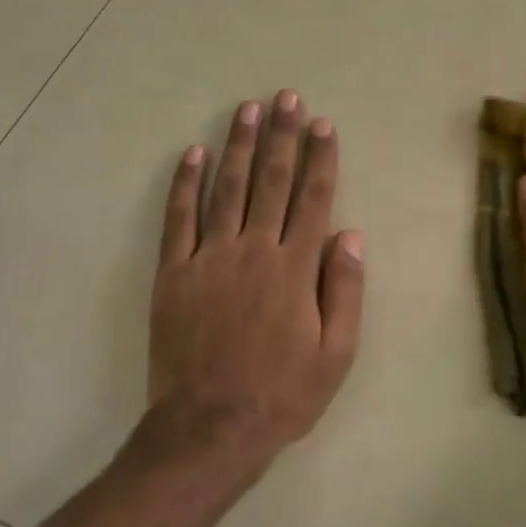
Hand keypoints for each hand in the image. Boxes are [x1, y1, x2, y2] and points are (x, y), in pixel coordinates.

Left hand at [146, 90, 365, 471]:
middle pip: (272, 182)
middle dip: (282, 137)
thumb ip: (344, 290)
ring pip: (227, 189)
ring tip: (248, 109)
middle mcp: (253, 251)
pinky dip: (185, 184)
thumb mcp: (336, 354)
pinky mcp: (174, 273)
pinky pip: (179, 219)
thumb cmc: (282, 394)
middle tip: (287, 98)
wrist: (210, 428)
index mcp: (295, 269)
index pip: (313, 199)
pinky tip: (193, 153)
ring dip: (239, 146)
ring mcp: (209, 258)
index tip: (323, 124)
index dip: (320, 159)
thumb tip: (351, 234)